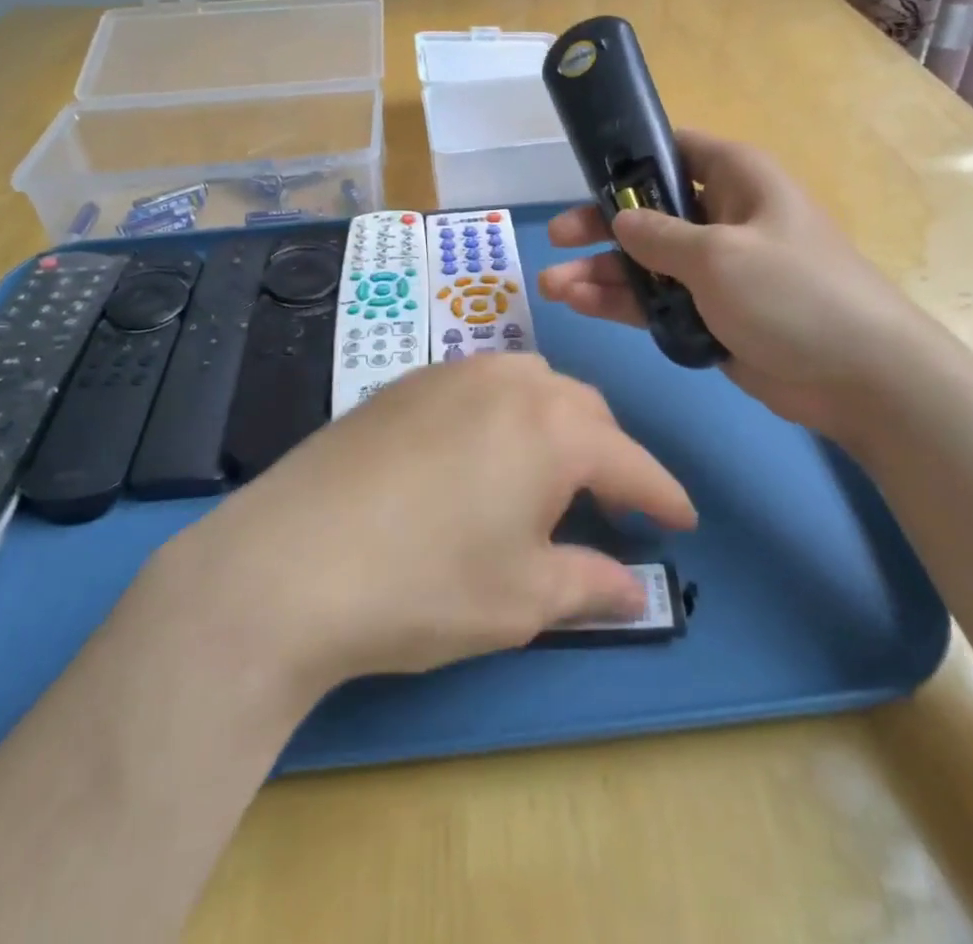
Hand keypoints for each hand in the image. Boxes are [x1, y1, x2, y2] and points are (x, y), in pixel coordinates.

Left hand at [153, 355, 696, 695]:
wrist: (289, 562)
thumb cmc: (424, 585)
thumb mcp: (521, 599)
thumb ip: (589, 584)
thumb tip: (633, 590)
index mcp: (552, 427)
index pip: (630, 461)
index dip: (662, 495)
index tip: (683, 520)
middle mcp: (507, 382)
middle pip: (584, 409)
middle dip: (609, 454)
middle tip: (612, 504)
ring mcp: (448, 374)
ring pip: (530, 383)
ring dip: (556, 422)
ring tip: (548, 473)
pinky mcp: (402, 383)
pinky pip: (478, 384)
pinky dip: (503, 412)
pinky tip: (480, 454)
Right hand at [538, 130, 933, 439]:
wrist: (859, 376)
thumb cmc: (793, 293)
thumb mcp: (718, 255)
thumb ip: (659, 235)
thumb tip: (620, 220)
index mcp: (735, 179)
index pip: (674, 149)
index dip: (629, 158)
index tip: (584, 172)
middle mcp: (722, 217)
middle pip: (648, 210)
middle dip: (601, 225)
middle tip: (556, 238)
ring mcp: (714, 269)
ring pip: (645, 261)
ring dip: (600, 271)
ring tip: (551, 285)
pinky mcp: (708, 313)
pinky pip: (655, 299)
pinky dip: (620, 302)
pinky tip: (580, 304)